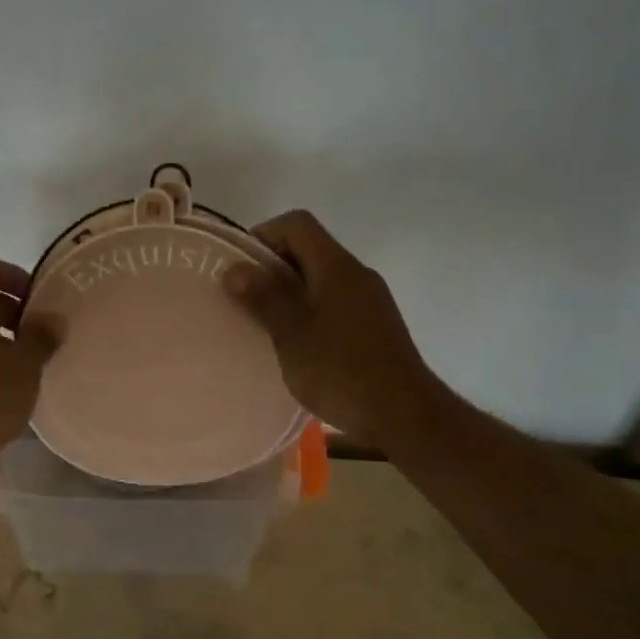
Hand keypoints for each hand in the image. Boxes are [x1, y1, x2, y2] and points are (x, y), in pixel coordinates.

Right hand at [225, 210, 446, 448]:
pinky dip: (309, 310)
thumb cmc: (341, 370)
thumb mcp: (291, 334)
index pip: (297, 224)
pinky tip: (298, 344)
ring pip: (321, 278)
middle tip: (245, 299)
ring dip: (290, 291)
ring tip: (266, 323)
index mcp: (336, 266)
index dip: (264, 235)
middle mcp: (357, 273)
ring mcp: (370, 299)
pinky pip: (334, 301)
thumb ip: (263, 297)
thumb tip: (235, 268)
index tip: (241, 269)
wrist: (404, 414)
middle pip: (309, 249)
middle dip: (273, 267)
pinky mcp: (375, 325)